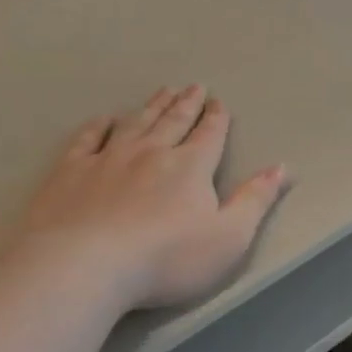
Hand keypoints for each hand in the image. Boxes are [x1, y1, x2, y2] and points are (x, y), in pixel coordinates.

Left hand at [16, 86, 289, 311]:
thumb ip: (255, 201)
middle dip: (187, 104)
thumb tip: (281, 168)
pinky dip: (98, 126)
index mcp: (190, 168)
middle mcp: (150, 153)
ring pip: (135, 123)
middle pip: (173, 121)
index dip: (216, 119)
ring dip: (151, 107)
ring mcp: (107, 158)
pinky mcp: (70, 171)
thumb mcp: (229, 238)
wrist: (86, 264)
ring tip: (162, 92)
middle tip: (194, 86)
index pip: (209, 136)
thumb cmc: (166, 259)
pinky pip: (87, 139)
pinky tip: (104, 120)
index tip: (218, 103)